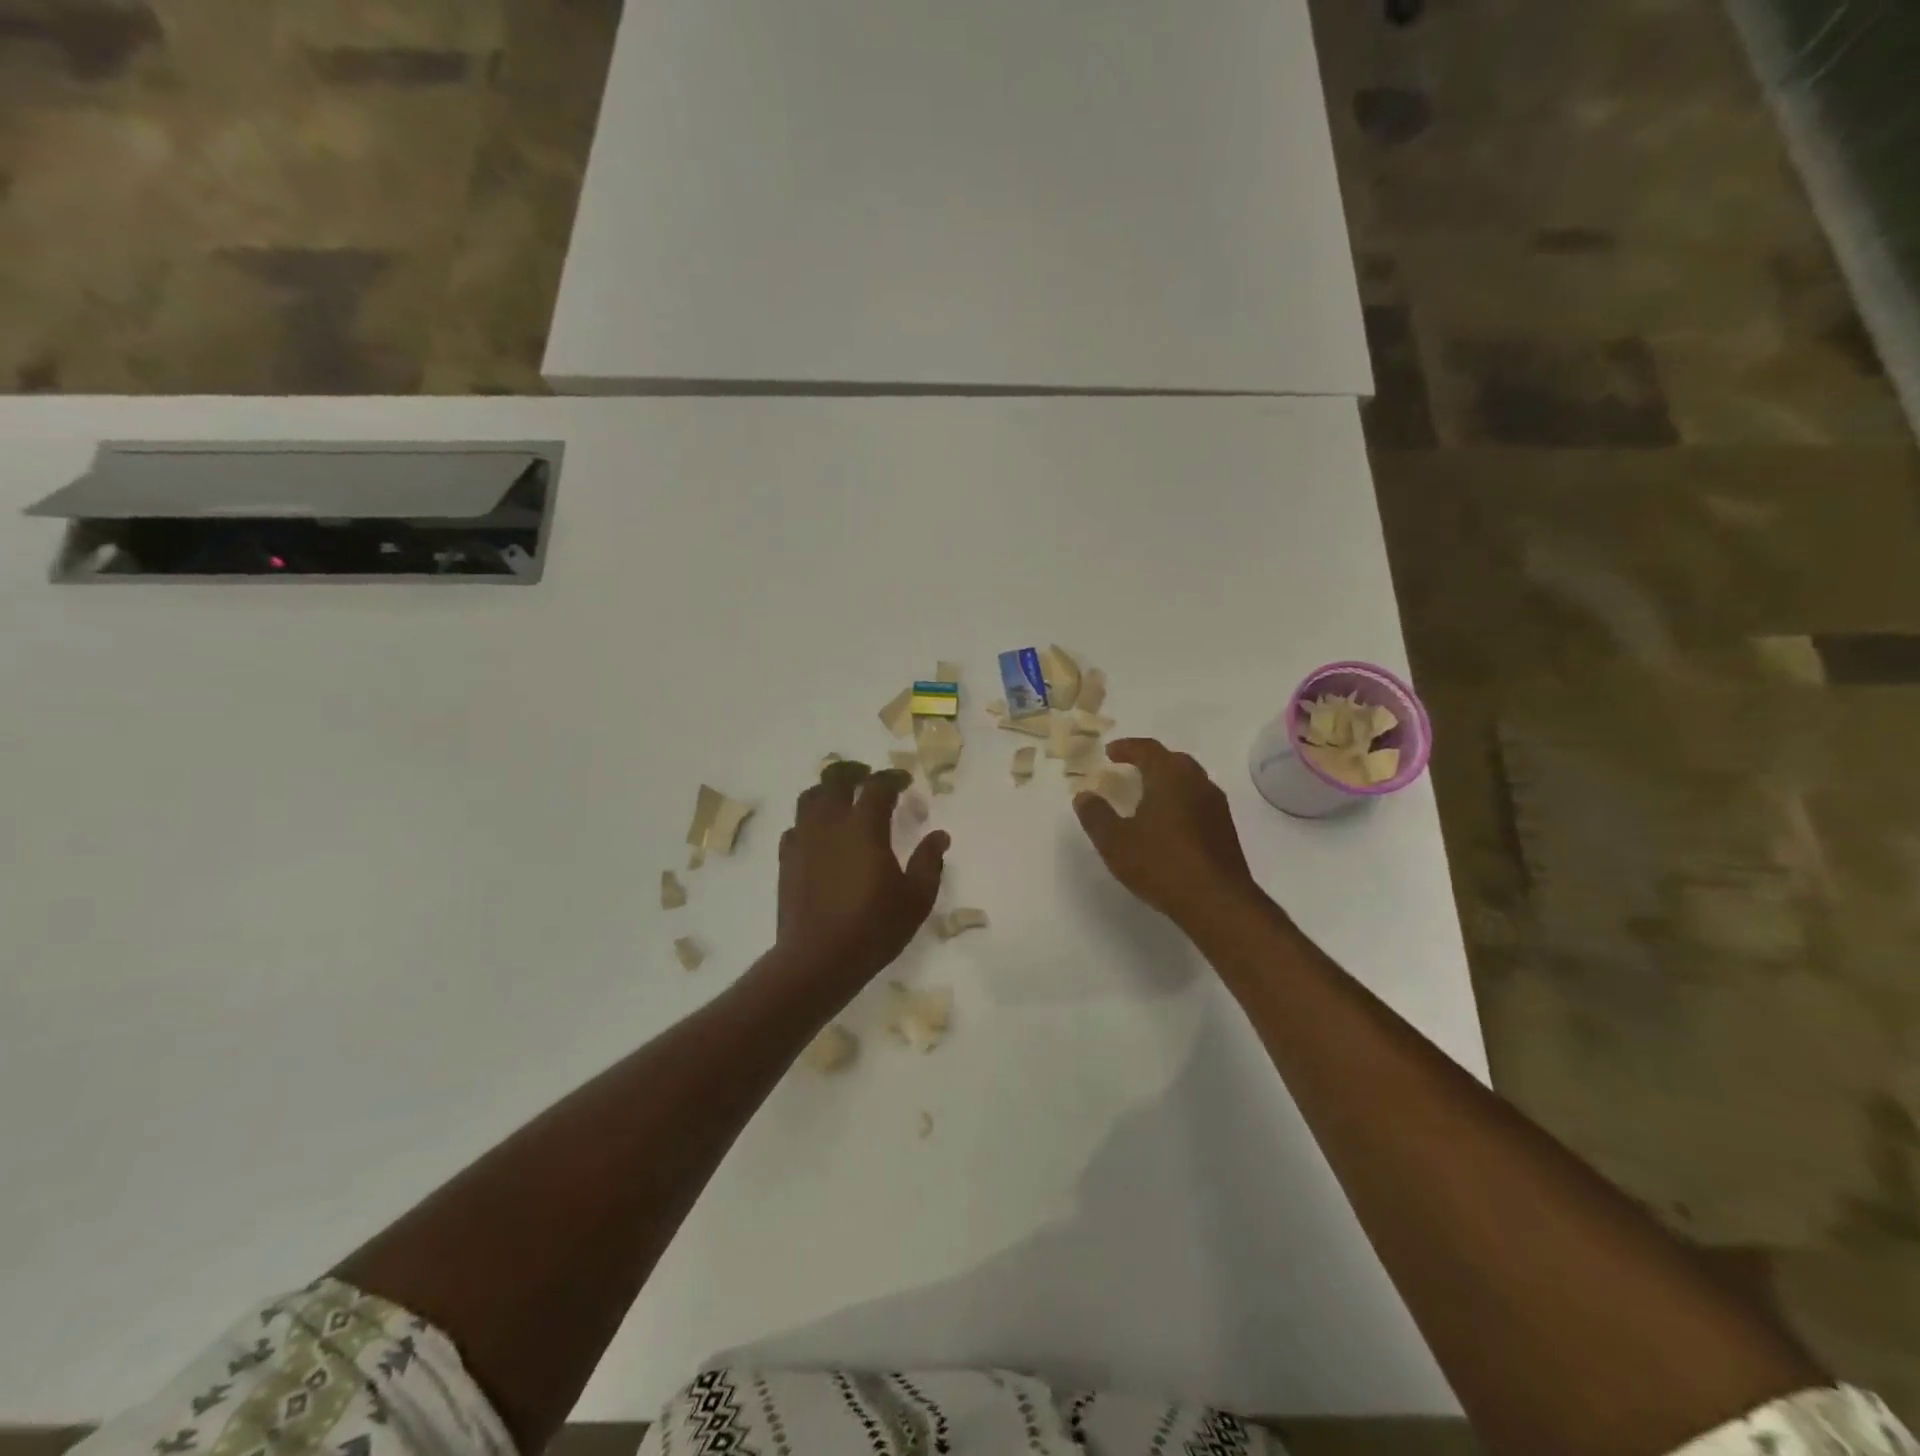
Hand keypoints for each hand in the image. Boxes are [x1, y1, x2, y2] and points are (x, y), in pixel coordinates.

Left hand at [777, 761, 948, 987]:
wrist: (818, 959)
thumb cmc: (874, 928)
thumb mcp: (916, 899)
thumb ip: (929, 862)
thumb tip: (940, 836)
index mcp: (864, 827)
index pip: (878, 786)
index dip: (893, 777)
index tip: (904, 781)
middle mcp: (830, 824)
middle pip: (835, 779)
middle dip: (854, 772)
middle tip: (868, 777)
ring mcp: (804, 840)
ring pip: (810, 797)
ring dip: (827, 790)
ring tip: (841, 798)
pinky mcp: (786, 859)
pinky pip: (796, 826)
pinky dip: (810, 821)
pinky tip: (820, 835)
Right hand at [1073, 739, 1261, 927]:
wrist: (1216, 902)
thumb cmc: (1161, 863)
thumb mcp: (1115, 841)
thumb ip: (1096, 815)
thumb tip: (1084, 795)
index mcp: (1170, 776)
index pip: (1147, 748)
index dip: (1126, 747)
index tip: (1109, 752)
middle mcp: (1197, 782)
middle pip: (1172, 760)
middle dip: (1149, 761)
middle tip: (1128, 769)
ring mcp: (1215, 805)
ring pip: (1188, 781)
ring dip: (1166, 782)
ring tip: (1146, 796)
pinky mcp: (1225, 828)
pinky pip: (1197, 801)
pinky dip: (1179, 801)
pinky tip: (1167, 823)